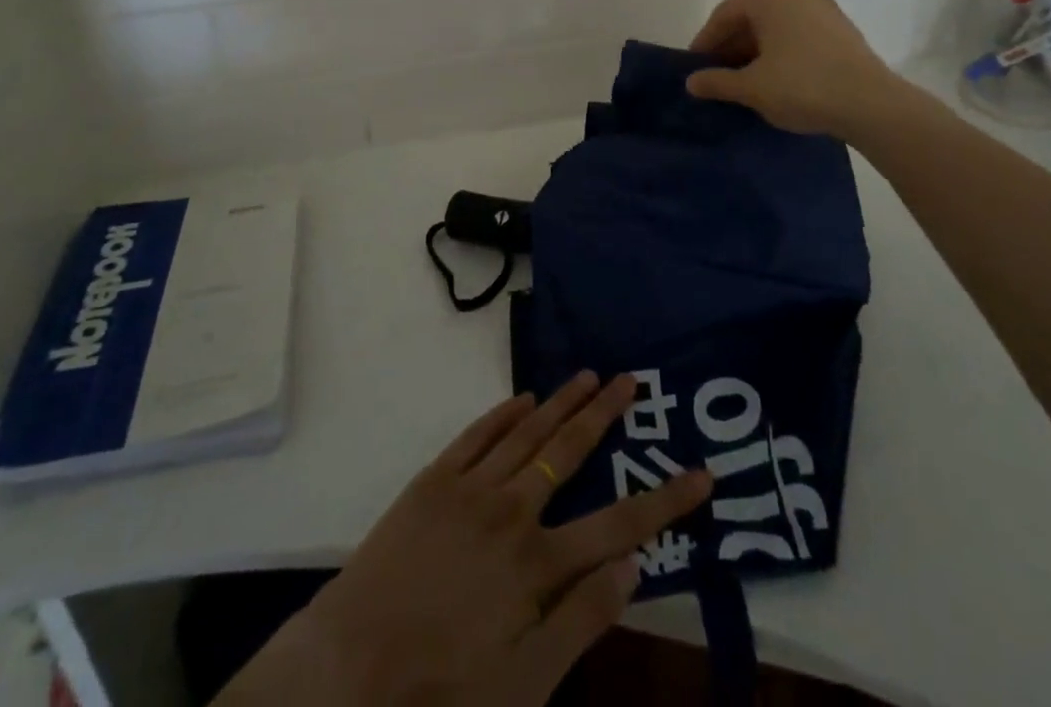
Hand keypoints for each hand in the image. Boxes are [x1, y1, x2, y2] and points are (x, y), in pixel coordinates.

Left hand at [228, 373, 711, 706]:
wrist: (349, 668)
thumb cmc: (443, 689)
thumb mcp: (524, 685)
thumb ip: (581, 622)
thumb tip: (633, 568)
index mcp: (539, 563)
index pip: (620, 525)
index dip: (666, 500)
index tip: (701, 473)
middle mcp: (511, 511)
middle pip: (569, 451)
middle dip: (605, 413)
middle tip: (630, 378)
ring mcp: (470, 488)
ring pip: (528, 432)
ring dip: (562, 402)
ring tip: (589, 374)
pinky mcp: (433, 480)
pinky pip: (477, 435)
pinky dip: (503, 413)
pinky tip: (523, 397)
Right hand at [686, 0, 902, 141]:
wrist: (872, 104)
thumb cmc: (802, 87)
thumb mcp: (751, 87)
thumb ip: (717, 81)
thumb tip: (691, 82)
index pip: (724, 14)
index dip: (705, 41)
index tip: (694, 67)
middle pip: (751, 17)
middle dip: (731, 45)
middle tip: (717, 74)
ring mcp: (824, 9)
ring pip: (777, 26)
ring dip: (756, 50)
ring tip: (745, 80)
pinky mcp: (843, 29)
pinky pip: (799, 35)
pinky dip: (781, 51)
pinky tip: (778, 78)